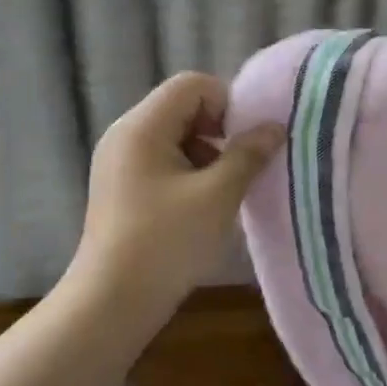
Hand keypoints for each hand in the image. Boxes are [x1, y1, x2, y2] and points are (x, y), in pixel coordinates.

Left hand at [69, 72, 285, 315]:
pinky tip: (198, 209)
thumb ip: (248, 155)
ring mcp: (118, 163)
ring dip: (204, 156)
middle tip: (237, 170)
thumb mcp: (217, 196)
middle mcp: (124, 135)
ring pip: (173, 137)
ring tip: (220, 194)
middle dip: (217, 132)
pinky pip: (159, 162)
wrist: (112, 301)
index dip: (227, 104)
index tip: (245, 144)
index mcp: (142, 126)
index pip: (192, 85)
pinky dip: (185, 174)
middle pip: (181, 108)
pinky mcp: (119, 188)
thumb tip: (274, 128)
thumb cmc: (166, 243)